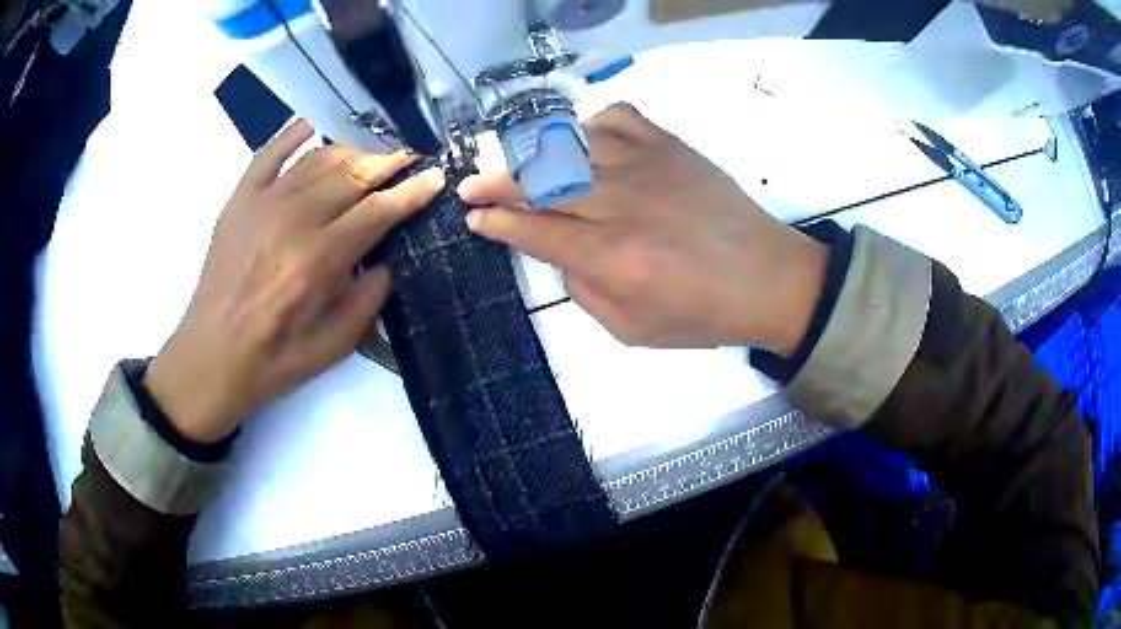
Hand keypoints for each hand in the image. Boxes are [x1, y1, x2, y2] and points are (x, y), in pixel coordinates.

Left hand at [144, 120, 444, 443]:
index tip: (436, 177)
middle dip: (389, 162)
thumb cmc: (273, 361)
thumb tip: (387, 260)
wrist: (210, 357)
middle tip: (411, 156)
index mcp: (318, 261)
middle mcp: (293, 220)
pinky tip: (315, 124)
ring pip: (318, 159)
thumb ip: (368, 300)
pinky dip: (294, 133)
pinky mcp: (239, 200)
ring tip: (373, 152)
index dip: (411, 191)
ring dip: (352, 151)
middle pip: (352, 174)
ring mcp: (262, 203)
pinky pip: (269, 153)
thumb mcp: (333, 348)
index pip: (377, 210)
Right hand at [459, 103, 826, 352]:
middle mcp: (622, 203)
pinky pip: (617, 117)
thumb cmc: (702, 314)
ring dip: (531, 152)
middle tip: (471, 186)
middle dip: (496, 183)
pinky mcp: (671, 145)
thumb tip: (554, 251)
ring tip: (511, 161)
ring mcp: (648, 165)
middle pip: (541, 181)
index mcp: (613, 258)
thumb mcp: (632, 329)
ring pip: (571, 143)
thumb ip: (582, 290)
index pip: (536, 230)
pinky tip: (581, 141)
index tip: (474, 219)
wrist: (769, 279)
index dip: (498, 223)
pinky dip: (589, 123)